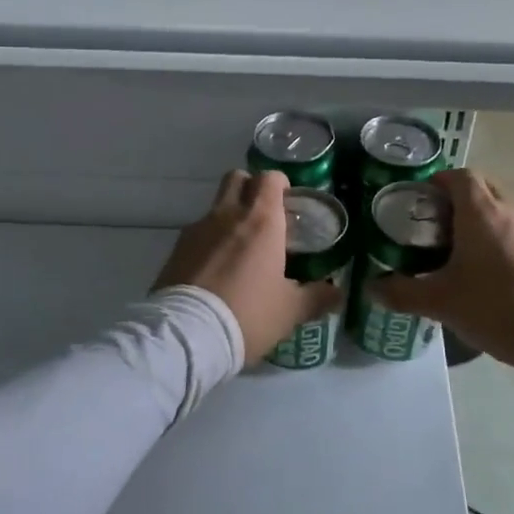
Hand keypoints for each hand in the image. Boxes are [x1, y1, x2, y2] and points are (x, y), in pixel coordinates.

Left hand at [153, 170, 342, 362]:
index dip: (280, 185)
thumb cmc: (248, 314)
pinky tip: (216, 271)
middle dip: (251, 189)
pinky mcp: (176, 249)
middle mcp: (228, 215)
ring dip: (229, 217)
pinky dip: (209, 242)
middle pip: (237, 178)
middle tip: (264, 217)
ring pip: (216, 206)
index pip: (270, 178)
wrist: (188, 335)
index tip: (288, 204)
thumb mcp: (290, 311)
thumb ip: (316, 297)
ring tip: (240, 251)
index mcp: (261, 221)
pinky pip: (197, 233)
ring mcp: (197, 229)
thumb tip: (338, 292)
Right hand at [368, 169, 513, 392]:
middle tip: (429, 229)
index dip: (437, 182)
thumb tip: (371, 287)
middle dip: (454, 203)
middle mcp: (510, 212)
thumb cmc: (497, 308)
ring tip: (451, 255)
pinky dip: (495, 243)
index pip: (460, 176)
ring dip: (475, 225)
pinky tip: (483, 276)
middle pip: (480, 191)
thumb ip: (402, 293)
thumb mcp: (441, 302)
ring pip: (499, 214)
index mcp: (482, 212)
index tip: (417, 202)